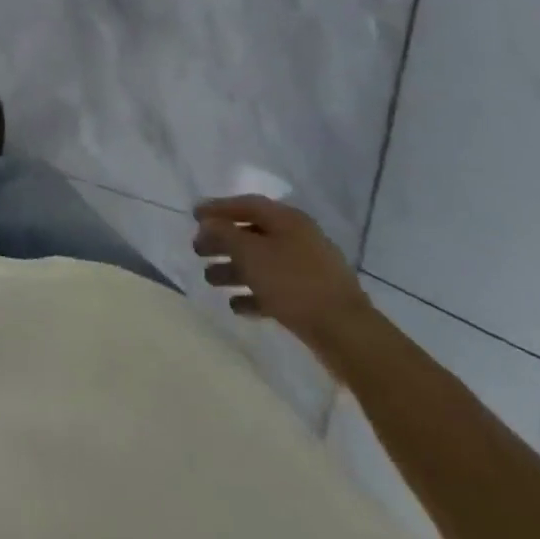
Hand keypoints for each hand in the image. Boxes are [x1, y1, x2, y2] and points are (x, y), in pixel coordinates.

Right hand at [193, 195, 371, 350]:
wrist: (345, 333)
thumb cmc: (293, 283)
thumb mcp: (250, 252)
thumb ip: (224, 234)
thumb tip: (208, 224)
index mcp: (288, 220)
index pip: (247, 205)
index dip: (218, 208)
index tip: (193, 216)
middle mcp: (299, 239)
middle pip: (252, 234)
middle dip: (222, 241)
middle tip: (198, 250)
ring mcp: (308, 269)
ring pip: (262, 263)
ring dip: (234, 269)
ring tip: (210, 280)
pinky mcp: (311, 298)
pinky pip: (275, 289)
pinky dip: (254, 294)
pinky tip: (236, 306)